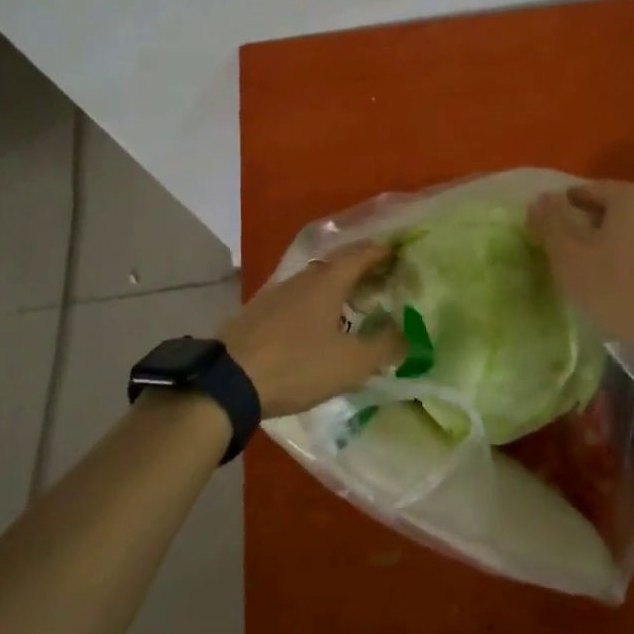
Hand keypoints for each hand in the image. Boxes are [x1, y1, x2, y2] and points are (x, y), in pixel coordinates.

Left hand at [219, 240, 404, 417]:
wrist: (227, 381)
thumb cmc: (296, 364)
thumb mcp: (351, 363)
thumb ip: (384, 348)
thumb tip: (406, 337)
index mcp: (327, 282)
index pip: (359, 255)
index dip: (380, 252)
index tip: (397, 253)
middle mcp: (301, 280)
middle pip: (335, 266)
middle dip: (360, 271)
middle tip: (381, 283)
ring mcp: (274, 295)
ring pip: (313, 284)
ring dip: (336, 290)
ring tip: (353, 307)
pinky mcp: (256, 315)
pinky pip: (295, 301)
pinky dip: (314, 306)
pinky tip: (316, 328)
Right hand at [527, 181, 633, 364]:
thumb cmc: (623, 291)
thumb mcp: (570, 258)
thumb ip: (551, 223)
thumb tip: (541, 199)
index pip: (590, 191)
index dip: (567, 208)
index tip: (555, 231)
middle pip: (623, 211)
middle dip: (602, 228)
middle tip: (583, 257)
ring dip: (633, 246)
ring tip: (617, 277)